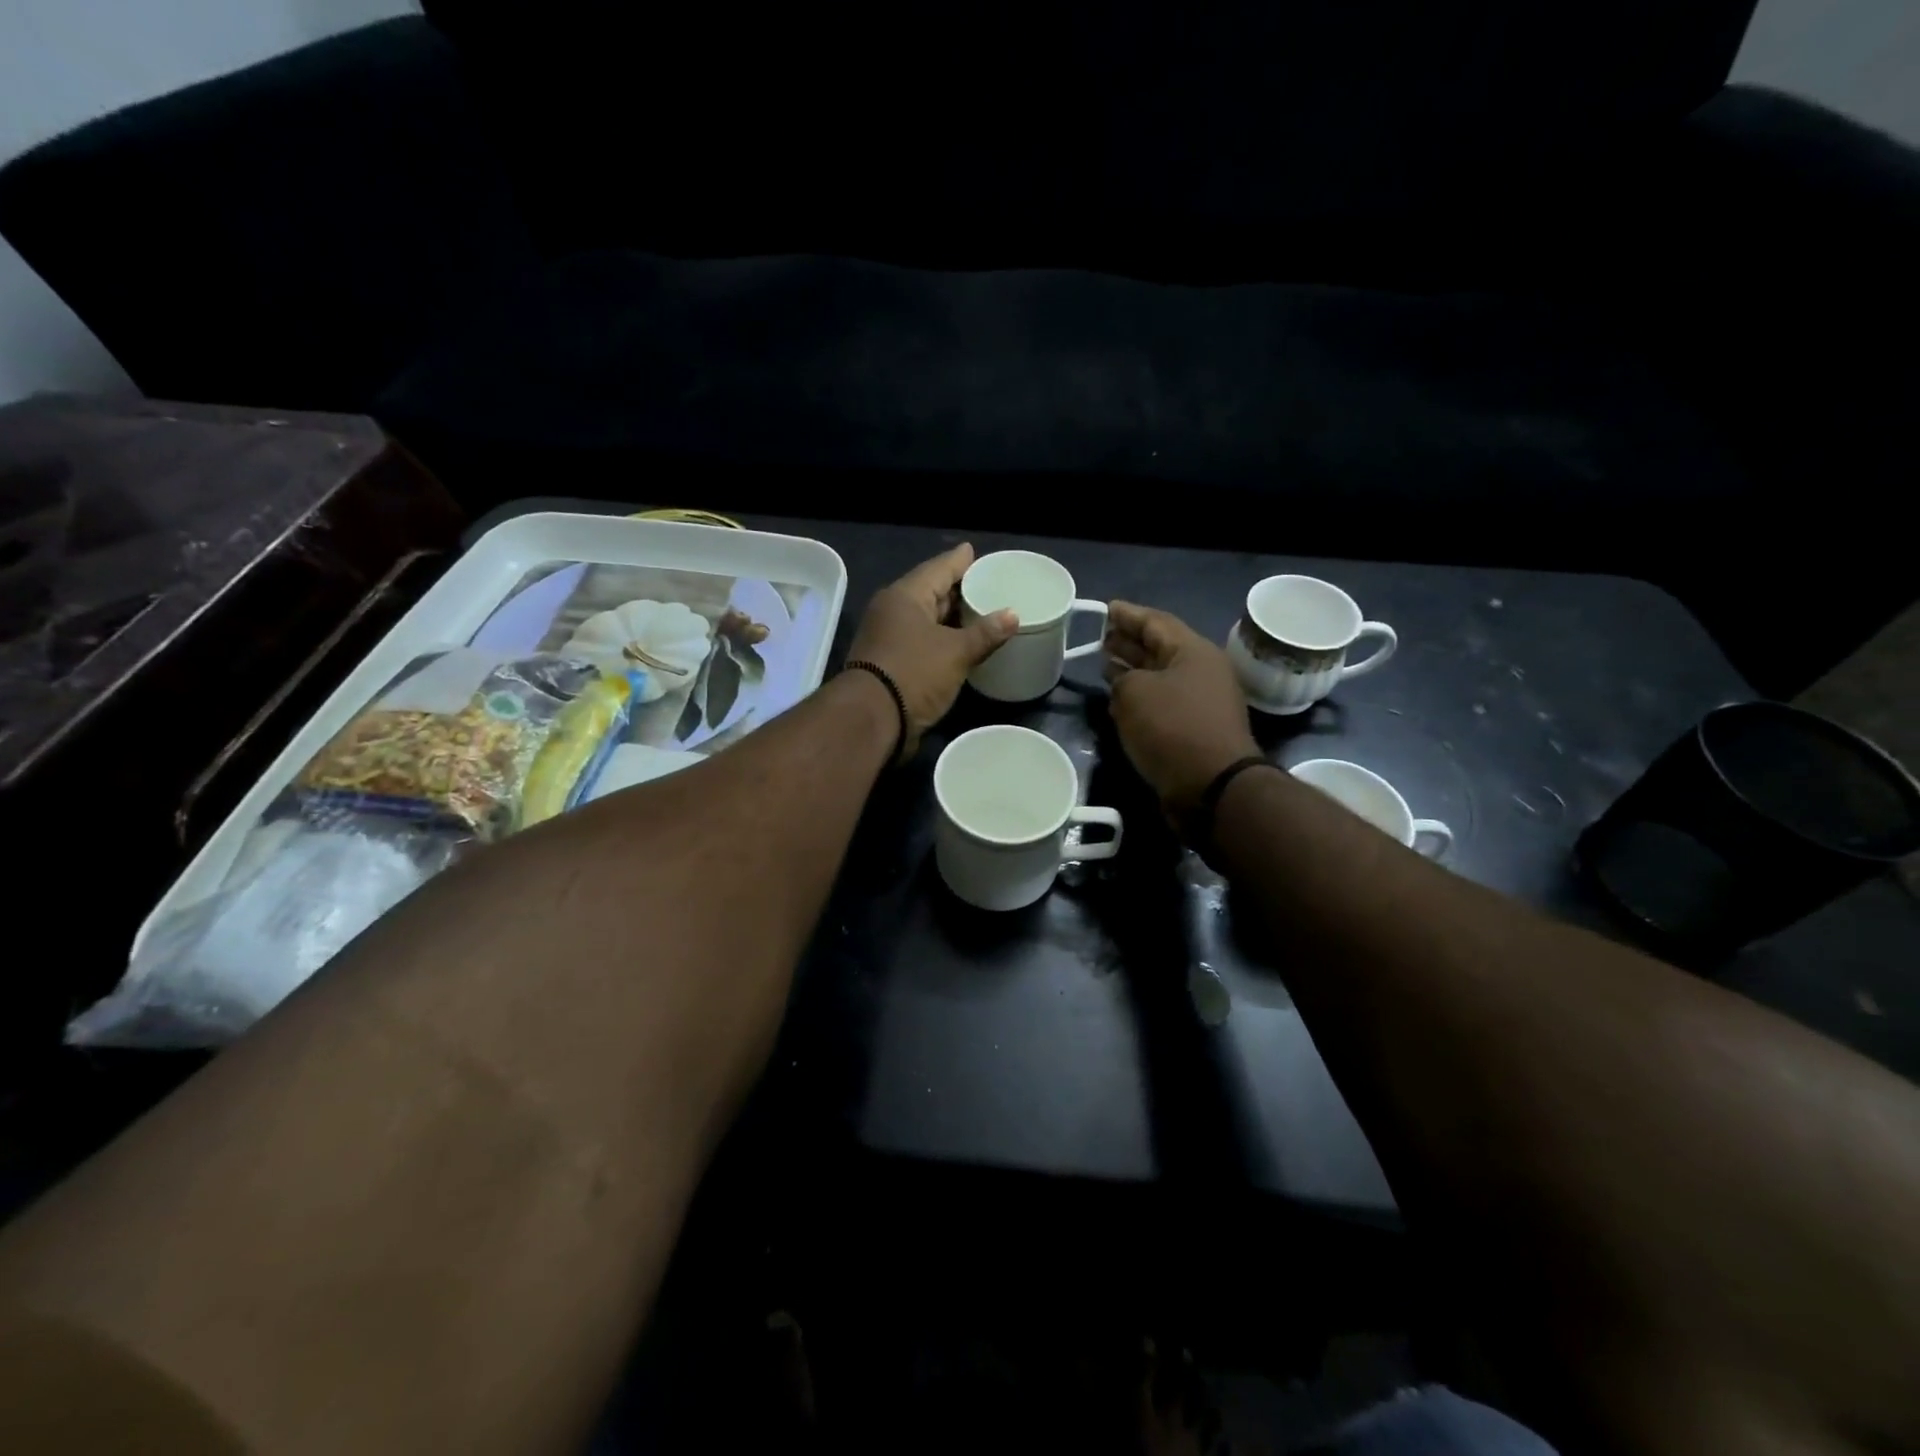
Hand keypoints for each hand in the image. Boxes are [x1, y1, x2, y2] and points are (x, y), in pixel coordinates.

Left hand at [847, 543, 1016, 758]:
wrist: (873, 719)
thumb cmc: (914, 673)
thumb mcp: (956, 652)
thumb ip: (985, 633)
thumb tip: (1012, 615)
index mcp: (905, 595)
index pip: (938, 568)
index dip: (960, 561)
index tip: (975, 552)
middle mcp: (893, 610)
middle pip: (930, 592)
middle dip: (957, 589)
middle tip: (986, 584)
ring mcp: (888, 637)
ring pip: (926, 618)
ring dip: (951, 617)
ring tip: (981, 612)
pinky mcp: (891, 662)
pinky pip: (922, 640)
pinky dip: (942, 638)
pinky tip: (962, 642)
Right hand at [1104, 601, 1260, 816]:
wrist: (1211, 786)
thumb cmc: (1173, 728)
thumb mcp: (1135, 692)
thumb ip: (1122, 678)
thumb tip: (1125, 684)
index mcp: (1193, 651)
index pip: (1156, 621)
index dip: (1128, 614)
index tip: (1105, 609)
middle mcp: (1201, 672)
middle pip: (1160, 648)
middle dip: (1129, 641)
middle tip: (1101, 637)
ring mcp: (1201, 702)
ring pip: (1160, 676)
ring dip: (1132, 670)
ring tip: (1104, 664)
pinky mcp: (1195, 729)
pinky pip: (1162, 703)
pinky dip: (1140, 697)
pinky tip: (1119, 700)